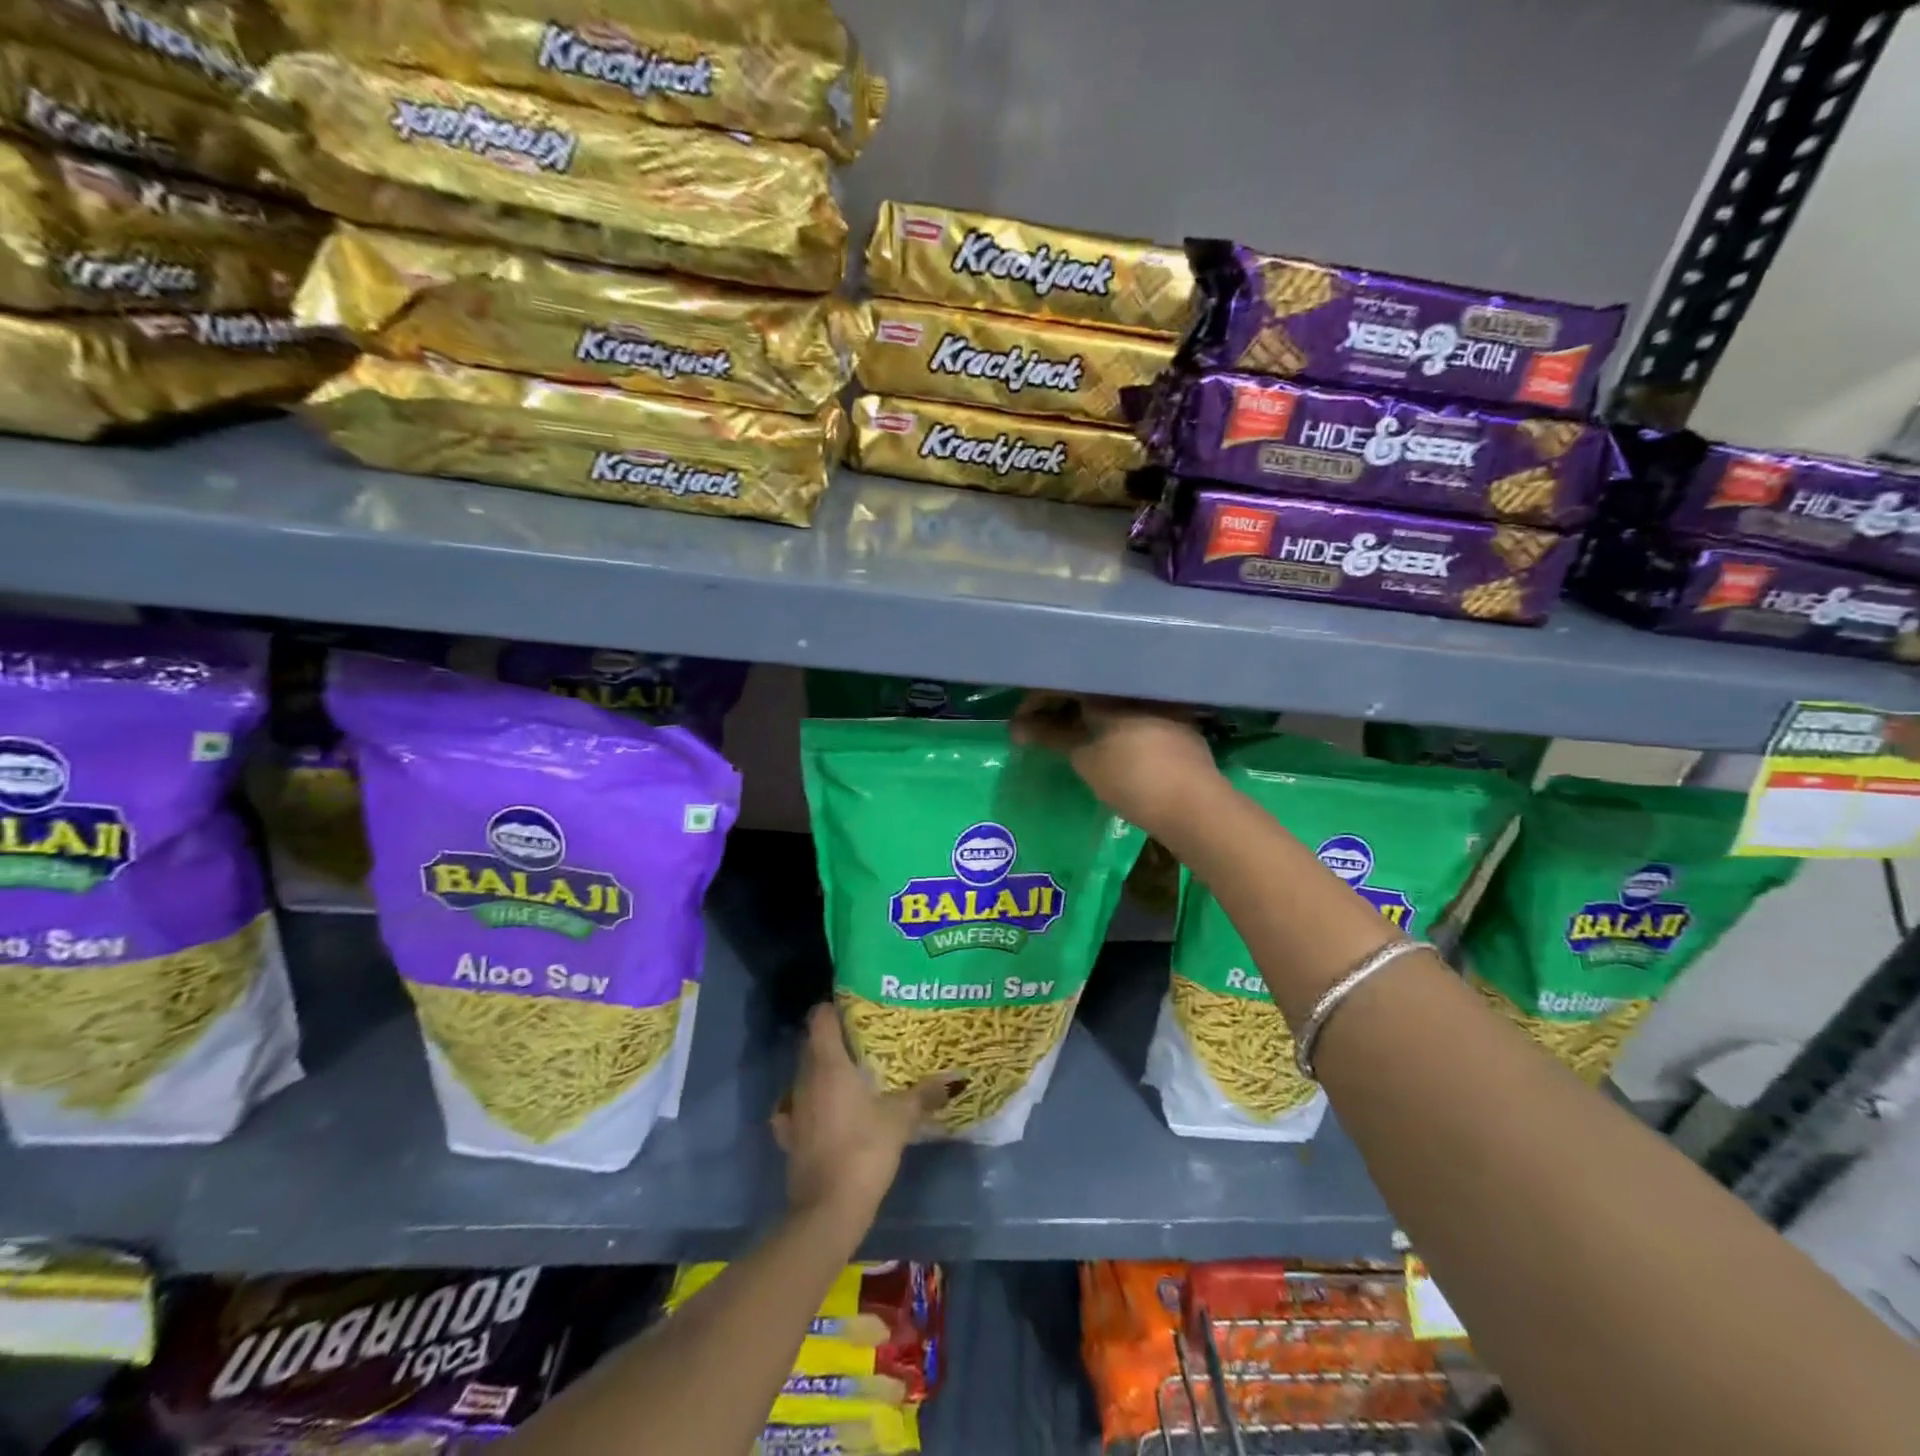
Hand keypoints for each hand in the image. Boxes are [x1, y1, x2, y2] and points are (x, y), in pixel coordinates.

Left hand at [773, 1006, 947, 1227]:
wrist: (828, 1210)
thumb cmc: (864, 1150)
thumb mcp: (901, 1119)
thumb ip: (925, 1095)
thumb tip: (955, 1079)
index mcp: (828, 1063)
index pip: (820, 1018)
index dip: (835, 1007)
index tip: (857, 1008)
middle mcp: (805, 1078)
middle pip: (812, 1043)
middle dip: (834, 1037)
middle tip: (864, 1039)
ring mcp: (793, 1108)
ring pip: (804, 1074)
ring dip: (822, 1070)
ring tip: (851, 1073)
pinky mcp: (789, 1136)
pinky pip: (795, 1107)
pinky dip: (807, 1102)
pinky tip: (822, 1110)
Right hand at [1012, 692, 1223, 840]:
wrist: (1195, 805)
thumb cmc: (1132, 777)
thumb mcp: (1085, 758)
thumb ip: (1051, 736)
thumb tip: (1017, 727)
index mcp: (1111, 686)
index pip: (1064, 681)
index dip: (1036, 700)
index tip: (1020, 722)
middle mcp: (1136, 685)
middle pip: (1087, 688)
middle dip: (1059, 707)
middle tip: (1036, 729)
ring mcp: (1160, 702)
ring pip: (1109, 701)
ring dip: (1083, 716)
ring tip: (1062, 737)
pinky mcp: (1175, 722)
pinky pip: (1129, 713)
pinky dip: (1107, 723)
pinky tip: (1098, 739)